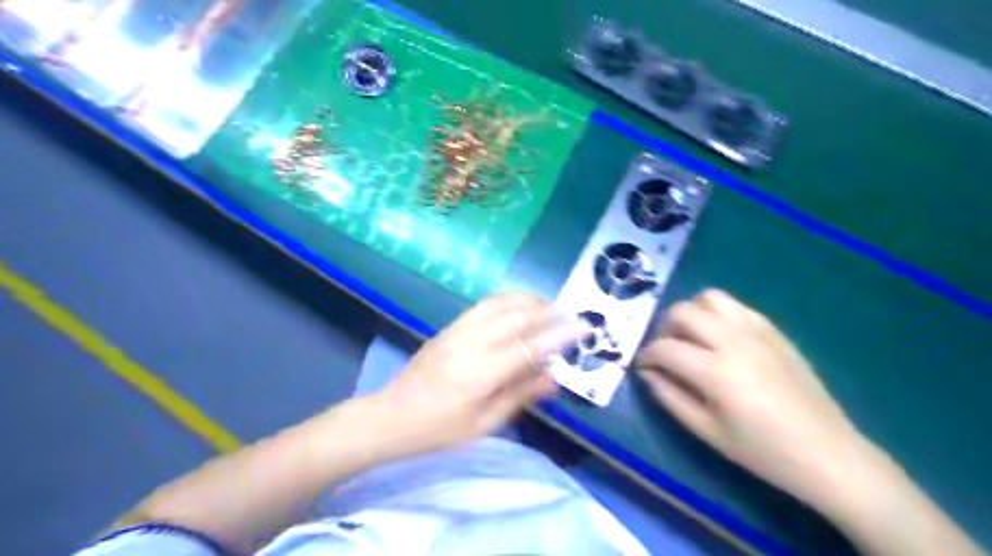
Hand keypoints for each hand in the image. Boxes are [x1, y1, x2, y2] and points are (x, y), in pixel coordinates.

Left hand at [372, 293, 586, 457]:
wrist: (391, 415)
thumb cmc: (438, 429)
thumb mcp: (483, 423)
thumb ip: (520, 396)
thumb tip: (553, 378)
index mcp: (480, 374)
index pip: (528, 347)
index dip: (559, 336)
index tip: (584, 328)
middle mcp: (470, 344)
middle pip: (516, 316)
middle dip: (548, 312)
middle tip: (571, 316)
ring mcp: (458, 330)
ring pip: (500, 303)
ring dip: (529, 301)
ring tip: (549, 309)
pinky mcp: (450, 326)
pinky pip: (484, 305)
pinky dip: (508, 300)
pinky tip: (519, 307)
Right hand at [635, 291, 870, 503]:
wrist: (827, 453)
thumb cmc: (762, 451)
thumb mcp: (707, 432)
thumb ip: (670, 397)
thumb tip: (646, 373)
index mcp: (716, 371)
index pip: (665, 348)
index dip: (646, 356)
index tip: (644, 367)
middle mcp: (734, 341)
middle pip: (682, 312)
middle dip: (664, 329)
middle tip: (667, 352)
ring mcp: (757, 331)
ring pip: (710, 298)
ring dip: (692, 314)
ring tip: (693, 338)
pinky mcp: (774, 331)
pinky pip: (737, 306)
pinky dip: (718, 314)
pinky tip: (721, 338)